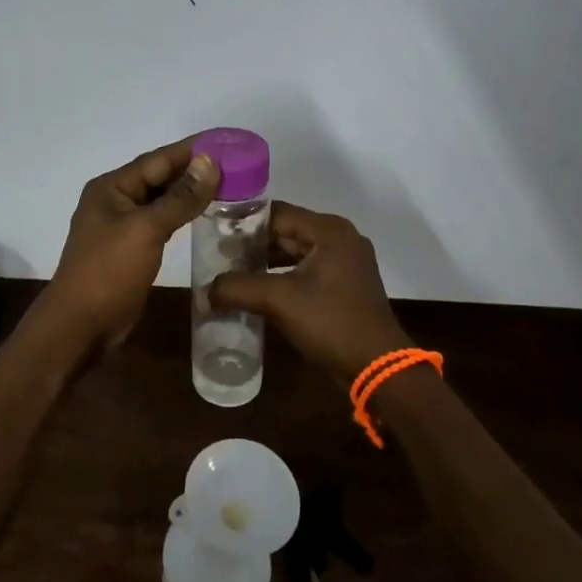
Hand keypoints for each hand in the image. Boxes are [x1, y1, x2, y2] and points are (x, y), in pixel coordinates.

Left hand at [45, 138, 220, 348]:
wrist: (81, 325)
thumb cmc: (109, 271)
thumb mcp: (146, 229)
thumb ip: (180, 197)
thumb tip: (210, 162)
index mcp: (112, 187)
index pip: (158, 159)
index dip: (193, 149)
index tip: (226, 140)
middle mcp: (115, 199)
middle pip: (159, 176)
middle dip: (194, 169)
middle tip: (236, 162)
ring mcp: (122, 225)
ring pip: (161, 199)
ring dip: (190, 191)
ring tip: (228, 183)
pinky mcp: (130, 247)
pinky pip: (161, 220)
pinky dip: (182, 213)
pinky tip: (204, 213)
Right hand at [208, 202, 406, 382]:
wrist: (377, 368)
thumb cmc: (331, 323)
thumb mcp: (279, 301)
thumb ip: (237, 288)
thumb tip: (204, 292)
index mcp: (329, 230)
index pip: (276, 213)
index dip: (243, 223)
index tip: (214, 234)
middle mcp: (340, 238)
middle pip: (285, 231)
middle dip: (252, 245)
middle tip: (218, 256)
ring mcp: (345, 262)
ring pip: (294, 252)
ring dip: (265, 262)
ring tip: (232, 273)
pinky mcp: (345, 285)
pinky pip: (305, 270)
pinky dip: (282, 276)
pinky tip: (257, 291)